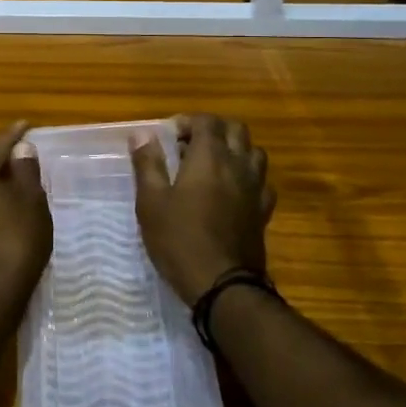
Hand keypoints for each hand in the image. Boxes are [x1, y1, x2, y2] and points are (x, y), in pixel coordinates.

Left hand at [0, 121, 51, 304]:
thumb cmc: (16, 238)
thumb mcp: (29, 199)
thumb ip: (25, 170)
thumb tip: (21, 149)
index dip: (14, 135)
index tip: (26, 124)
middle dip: (5, 160)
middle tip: (26, 151)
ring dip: (1, 184)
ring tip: (22, 179)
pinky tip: (12, 209)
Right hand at [131, 114, 275, 305]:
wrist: (223, 285)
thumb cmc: (180, 239)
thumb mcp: (151, 201)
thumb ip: (148, 163)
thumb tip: (142, 133)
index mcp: (209, 156)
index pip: (206, 121)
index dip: (186, 122)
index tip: (167, 137)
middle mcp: (237, 164)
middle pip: (236, 129)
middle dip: (213, 130)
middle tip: (190, 146)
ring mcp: (255, 188)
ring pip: (253, 152)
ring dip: (234, 150)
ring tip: (212, 166)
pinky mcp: (263, 211)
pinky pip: (261, 181)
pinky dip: (248, 177)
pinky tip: (232, 192)